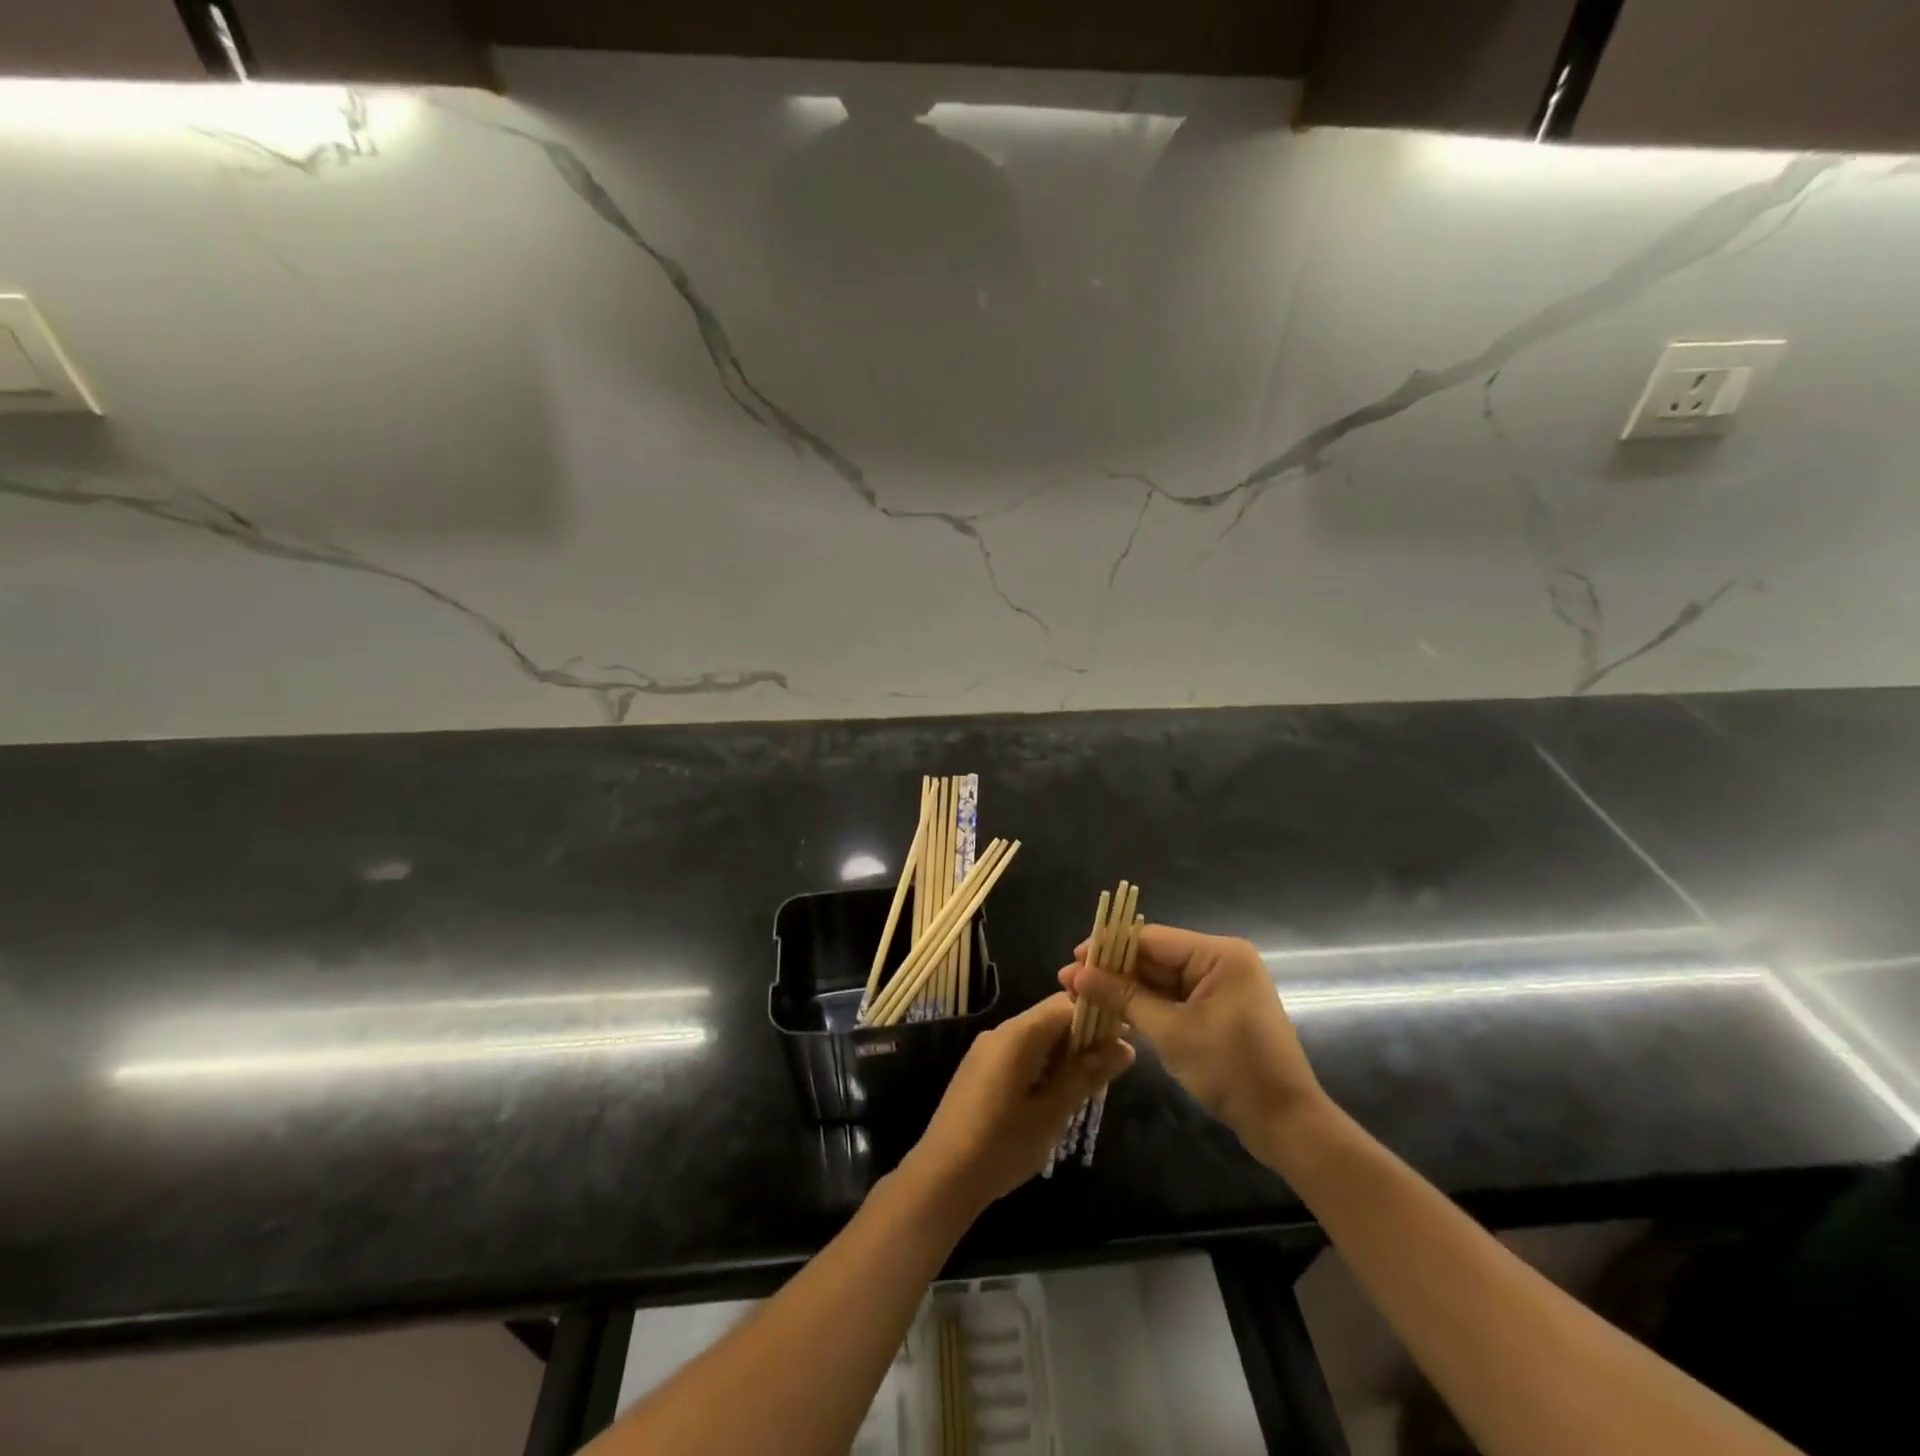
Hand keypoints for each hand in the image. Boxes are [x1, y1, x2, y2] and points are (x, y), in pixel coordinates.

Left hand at [906, 993, 1133, 1213]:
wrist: (942, 1176)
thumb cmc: (1002, 1144)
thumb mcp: (1052, 1112)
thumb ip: (1087, 1075)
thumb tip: (1124, 1047)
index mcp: (1019, 1034)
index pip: (1066, 1004)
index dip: (1098, 1015)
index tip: (1125, 1037)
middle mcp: (1001, 1031)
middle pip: (1050, 1018)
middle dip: (1083, 1036)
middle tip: (1111, 1067)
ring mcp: (986, 1050)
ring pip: (1035, 1036)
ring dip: (1064, 1053)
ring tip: (1090, 1084)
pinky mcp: (979, 1069)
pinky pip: (1019, 1052)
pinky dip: (1043, 1064)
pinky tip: (1057, 1094)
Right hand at [1060, 925, 1324, 1149]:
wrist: (1286, 1125)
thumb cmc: (1232, 1071)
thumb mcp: (1171, 1032)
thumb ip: (1123, 998)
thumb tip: (1077, 974)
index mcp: (1218, 954)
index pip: (1150, 939)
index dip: (1108, 948)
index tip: (1071, 961)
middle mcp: (1220, 961)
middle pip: (1153, 956)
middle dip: (1112, 971)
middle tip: (1069, 984)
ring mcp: (1219, 986)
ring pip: (1159, 978)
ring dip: (1124, 990)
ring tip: (1081, 998)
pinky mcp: (1216, 1010)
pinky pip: (1172, 997)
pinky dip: (1144, 1005)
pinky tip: (1112, 1013)